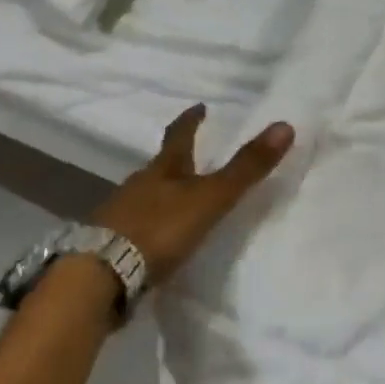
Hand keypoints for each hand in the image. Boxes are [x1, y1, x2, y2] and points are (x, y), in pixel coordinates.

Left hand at [91, 105, 294, 283]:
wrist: (99, 276)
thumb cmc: (159, 230)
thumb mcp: (211, 198)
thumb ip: (246, 168)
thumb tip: (285, 125)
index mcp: (163, 171)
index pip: (179, 136)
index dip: (191, 121)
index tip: (199, 107)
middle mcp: (137, 185)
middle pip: (159, 167)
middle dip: (175, 161)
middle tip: (192, 158)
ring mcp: (118, 215)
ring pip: (144, 196)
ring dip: (160, 195)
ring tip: (176, 202)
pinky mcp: (108, 245)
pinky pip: (133, 227)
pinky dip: (147, 226)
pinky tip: (154, 239)